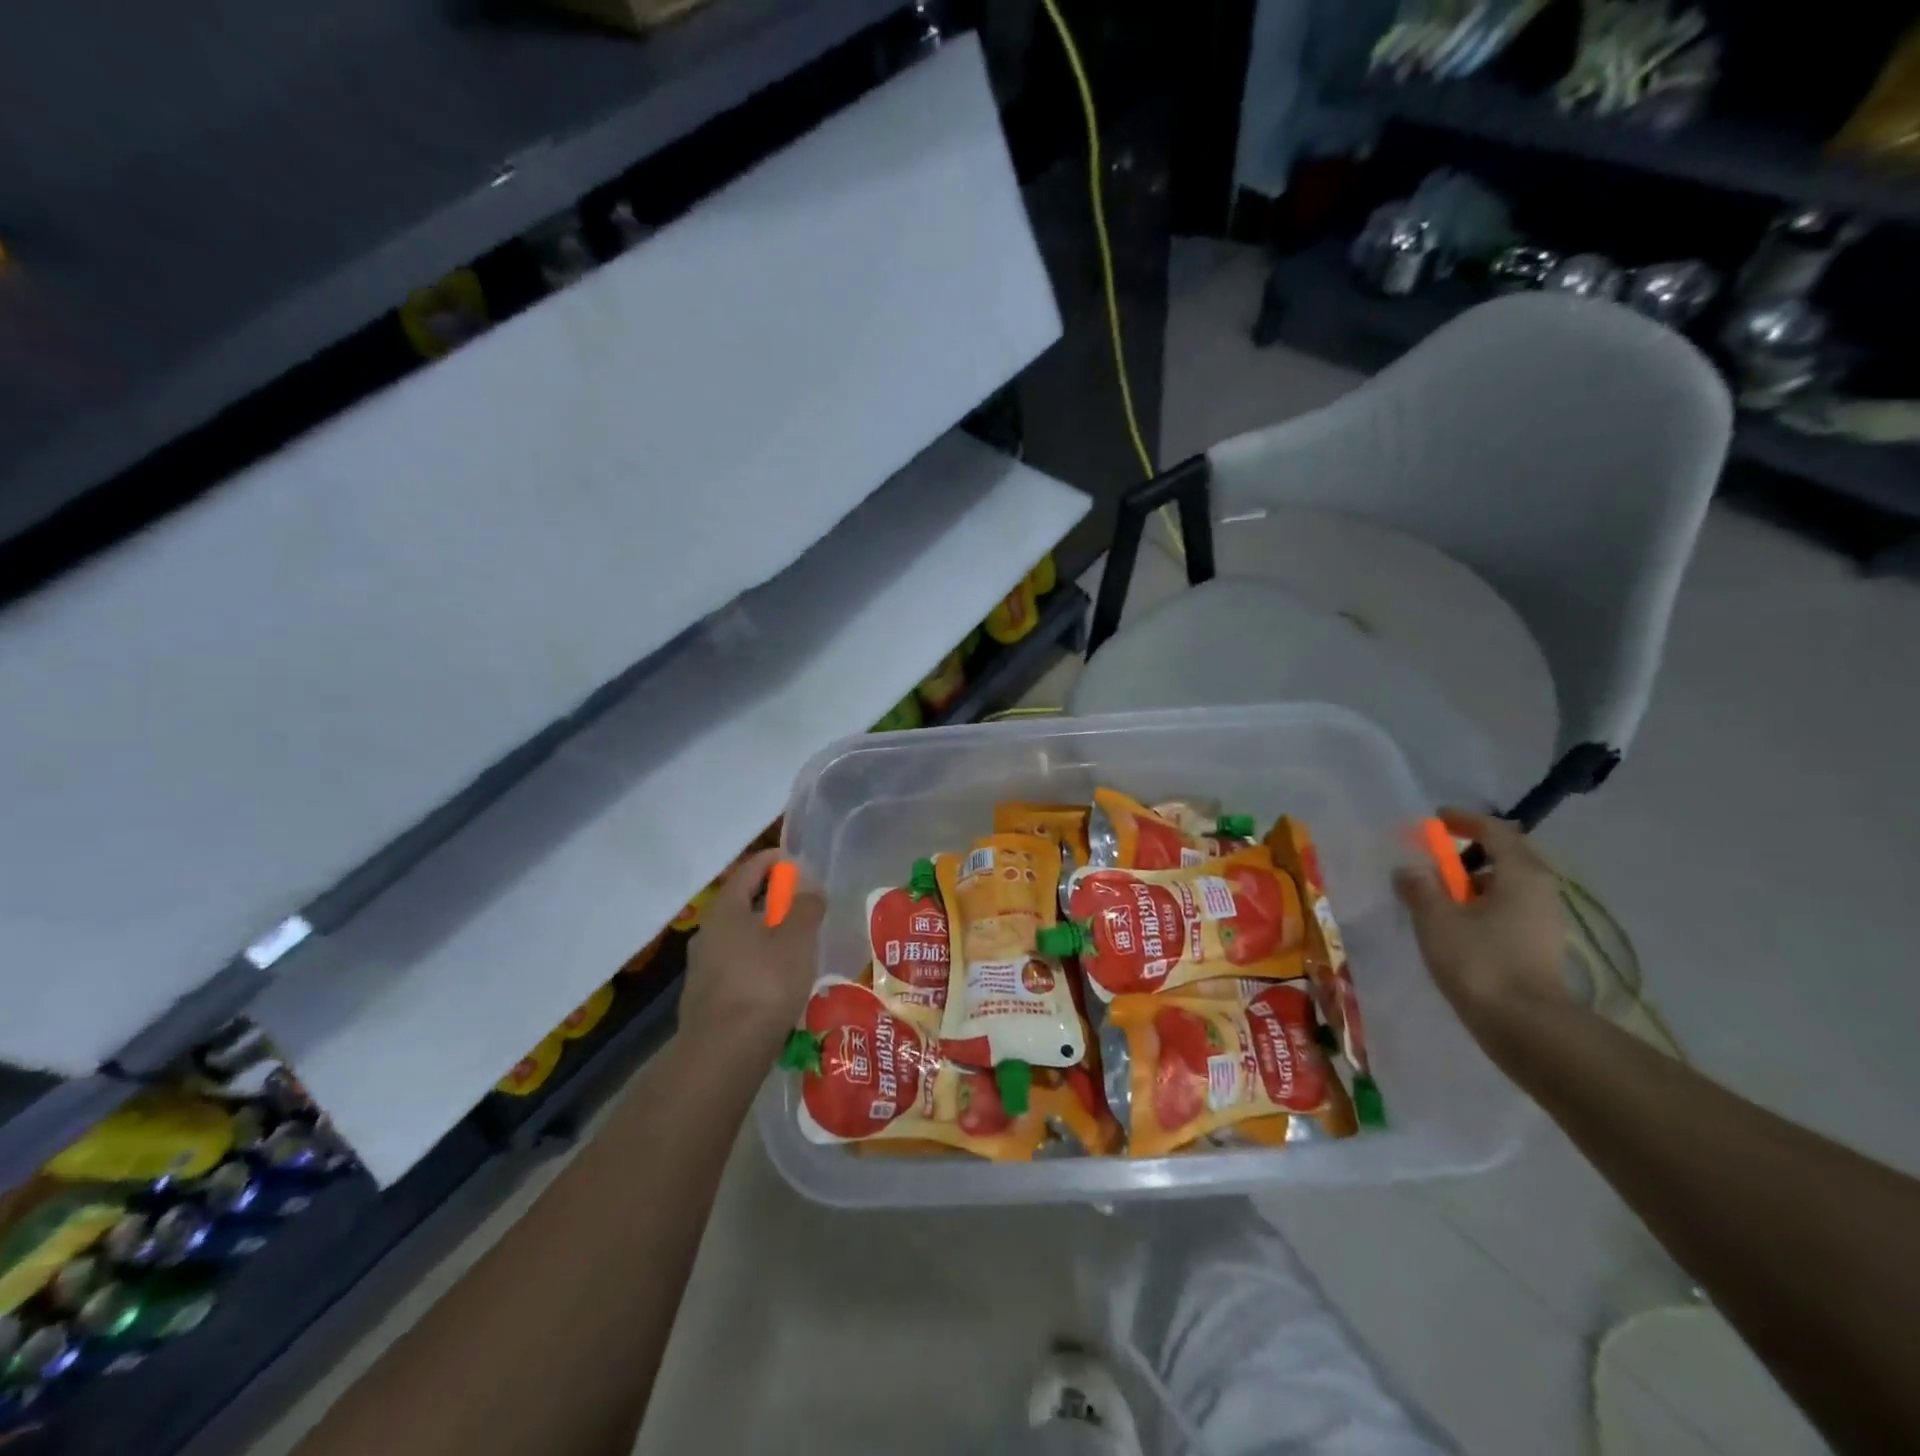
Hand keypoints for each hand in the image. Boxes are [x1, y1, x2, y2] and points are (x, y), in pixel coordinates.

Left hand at [679, 849, 825, 1052]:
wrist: (724, 1054)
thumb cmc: (764, 984)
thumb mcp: (796, 939)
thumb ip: (805, 906)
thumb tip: (808, 885)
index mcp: (725, 911)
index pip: (748, 871)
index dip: (774, 861)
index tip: (797, 862)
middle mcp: (707, 934)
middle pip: (742, 904)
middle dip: (772, 900)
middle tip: (802, 904)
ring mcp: (702, 969)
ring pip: (739, 938)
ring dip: (766, 934)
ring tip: (796, 945)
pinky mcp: (706, 1000)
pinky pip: (737, 967)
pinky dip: (758, 963)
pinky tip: (778, 981)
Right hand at [1393, 808, 1572, 1041]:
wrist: (1525, 1027)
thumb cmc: (1480, 961)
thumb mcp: (1436, 919)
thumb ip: (1420, 887)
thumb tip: (1410, 871)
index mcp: (1521, 874)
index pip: (1495, 831)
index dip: (1464, 821)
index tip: (1435, 820)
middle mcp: (1540, 890)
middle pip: (1505, 856)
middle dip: (1468, 853)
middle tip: (1434, 859)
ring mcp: (1543, 920)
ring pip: (1505, 886)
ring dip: (1472, 883)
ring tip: (1437, 895)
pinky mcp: (1538, 946)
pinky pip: (1506, 910)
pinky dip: (1480, 906)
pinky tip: (1455, 925)